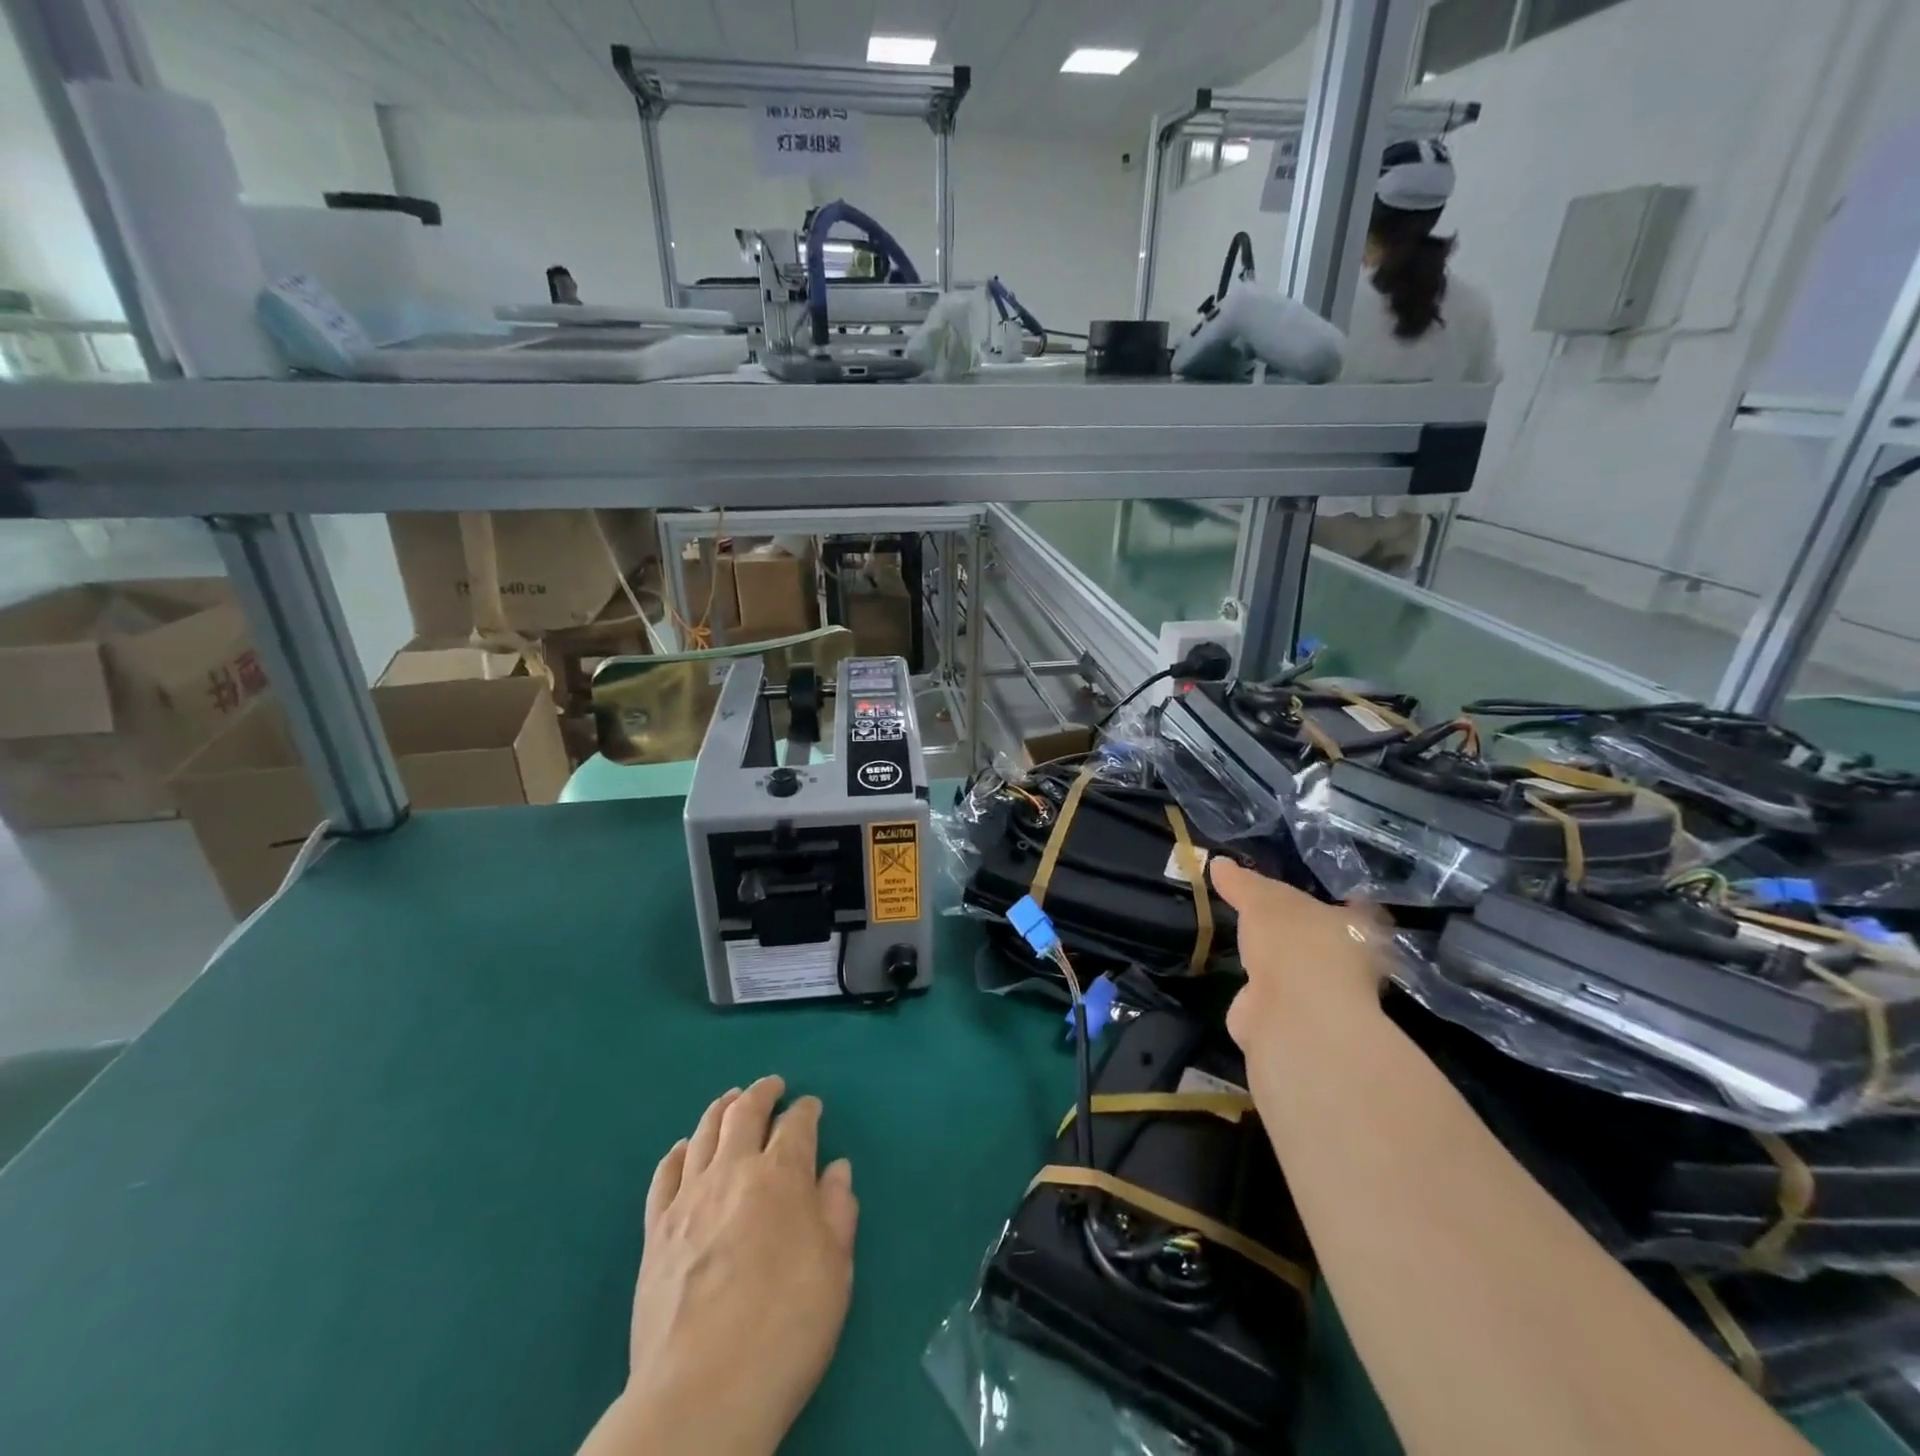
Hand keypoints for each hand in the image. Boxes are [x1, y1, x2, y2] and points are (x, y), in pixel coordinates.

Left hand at [586, 1077, 858, 1455]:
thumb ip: (838, 1212)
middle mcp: (733, 1172)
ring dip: (721, 1109)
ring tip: (730, 1100)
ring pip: (703, 1133)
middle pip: (745, 1112)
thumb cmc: (784, 1329)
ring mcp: (689, 1199)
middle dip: (762, 1093)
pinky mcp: (655, 1231)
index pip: (796, 1125)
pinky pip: (664, 1174)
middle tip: (772, 1086)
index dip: (806, 1110)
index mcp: (782, 1177)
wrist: (701, 1394)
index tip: (812, 1107)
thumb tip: (836, 1169)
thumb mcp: (835, 1271)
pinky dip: (677, 1152)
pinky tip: (682, 1149)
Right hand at [1209, 859, 1386, 1049]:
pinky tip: (1243, 977)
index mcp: (1358, 928)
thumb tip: (1218, 863)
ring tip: (1252, 942)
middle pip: (1327, 939)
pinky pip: (1276, 995)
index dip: (1338, 896)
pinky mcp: (1296, 1021)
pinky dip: (1260, 989)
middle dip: (1302, 930)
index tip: (1318, 887)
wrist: (1291, 1014)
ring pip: (1301, 969)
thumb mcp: (1263, 899)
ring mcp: (1325, 996)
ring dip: (1281, 961)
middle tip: (1272, 912)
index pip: (1354, 906)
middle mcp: (1351, 963)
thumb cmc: (1294, 943)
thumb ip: (1243, 883)